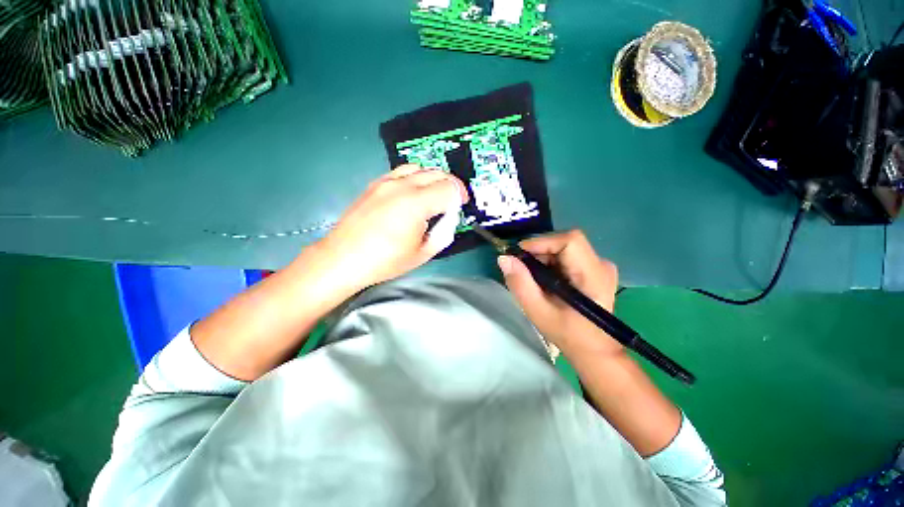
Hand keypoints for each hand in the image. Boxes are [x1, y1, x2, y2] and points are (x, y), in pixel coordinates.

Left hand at [315, 164, 468, 290]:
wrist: (343, 258)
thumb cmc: (384, 261)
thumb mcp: (422, 254)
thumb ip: (443, 233)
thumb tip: (448, 219)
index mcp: (416, 204)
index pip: (449, 188)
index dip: (460, 196)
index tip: (461, 206)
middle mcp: (402, 186)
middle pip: (437, 173)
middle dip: (450, 185)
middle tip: (452, 201)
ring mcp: (385, 182)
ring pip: (419, 168)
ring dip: (432, 179)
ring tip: (433, 195)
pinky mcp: (375, 184)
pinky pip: (401, 171)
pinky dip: (414, 178)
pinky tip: (412, 193)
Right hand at [497, 230, 620, 354]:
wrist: (593, 349)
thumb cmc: (568, 334)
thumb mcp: (538, 312)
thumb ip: (520, 284)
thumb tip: (503, 258)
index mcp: (593, 276)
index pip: (570, 241)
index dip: (542, 242)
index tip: (519, 255)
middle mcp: (601, 264)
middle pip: (564, 242)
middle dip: (539, 252)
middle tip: (524, 271)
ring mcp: (600, 265)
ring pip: (564, 246)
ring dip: (543, 257)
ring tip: (535, 279)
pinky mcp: (595, 268)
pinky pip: (567, 254)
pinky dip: (551, 262)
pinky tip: (546, 279)